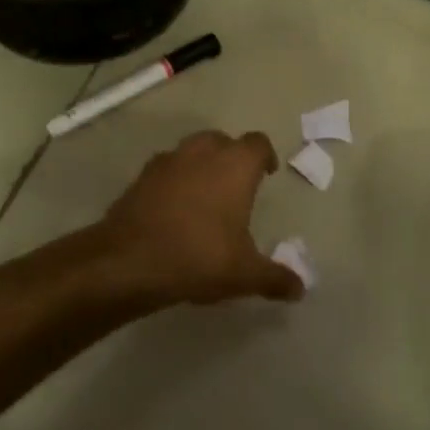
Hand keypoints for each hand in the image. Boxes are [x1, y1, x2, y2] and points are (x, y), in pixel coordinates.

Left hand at [100, 131, 303, 307]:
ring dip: (201, 165)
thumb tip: (300, 288)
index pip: (257, 143)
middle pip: (222, 140)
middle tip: (237, 185)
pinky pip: (166, 169)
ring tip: (205, 196)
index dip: (265, 156)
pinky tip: (174, 208)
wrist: (129, 260)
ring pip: (191, 150)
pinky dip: (174, 180)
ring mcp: (168, 161)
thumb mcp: (244, 274)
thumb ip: (275, 278)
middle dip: (231, 157)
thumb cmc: (199, 257)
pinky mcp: (141, 176)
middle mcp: (202, 153)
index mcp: (235, 166)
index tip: (267, 173)